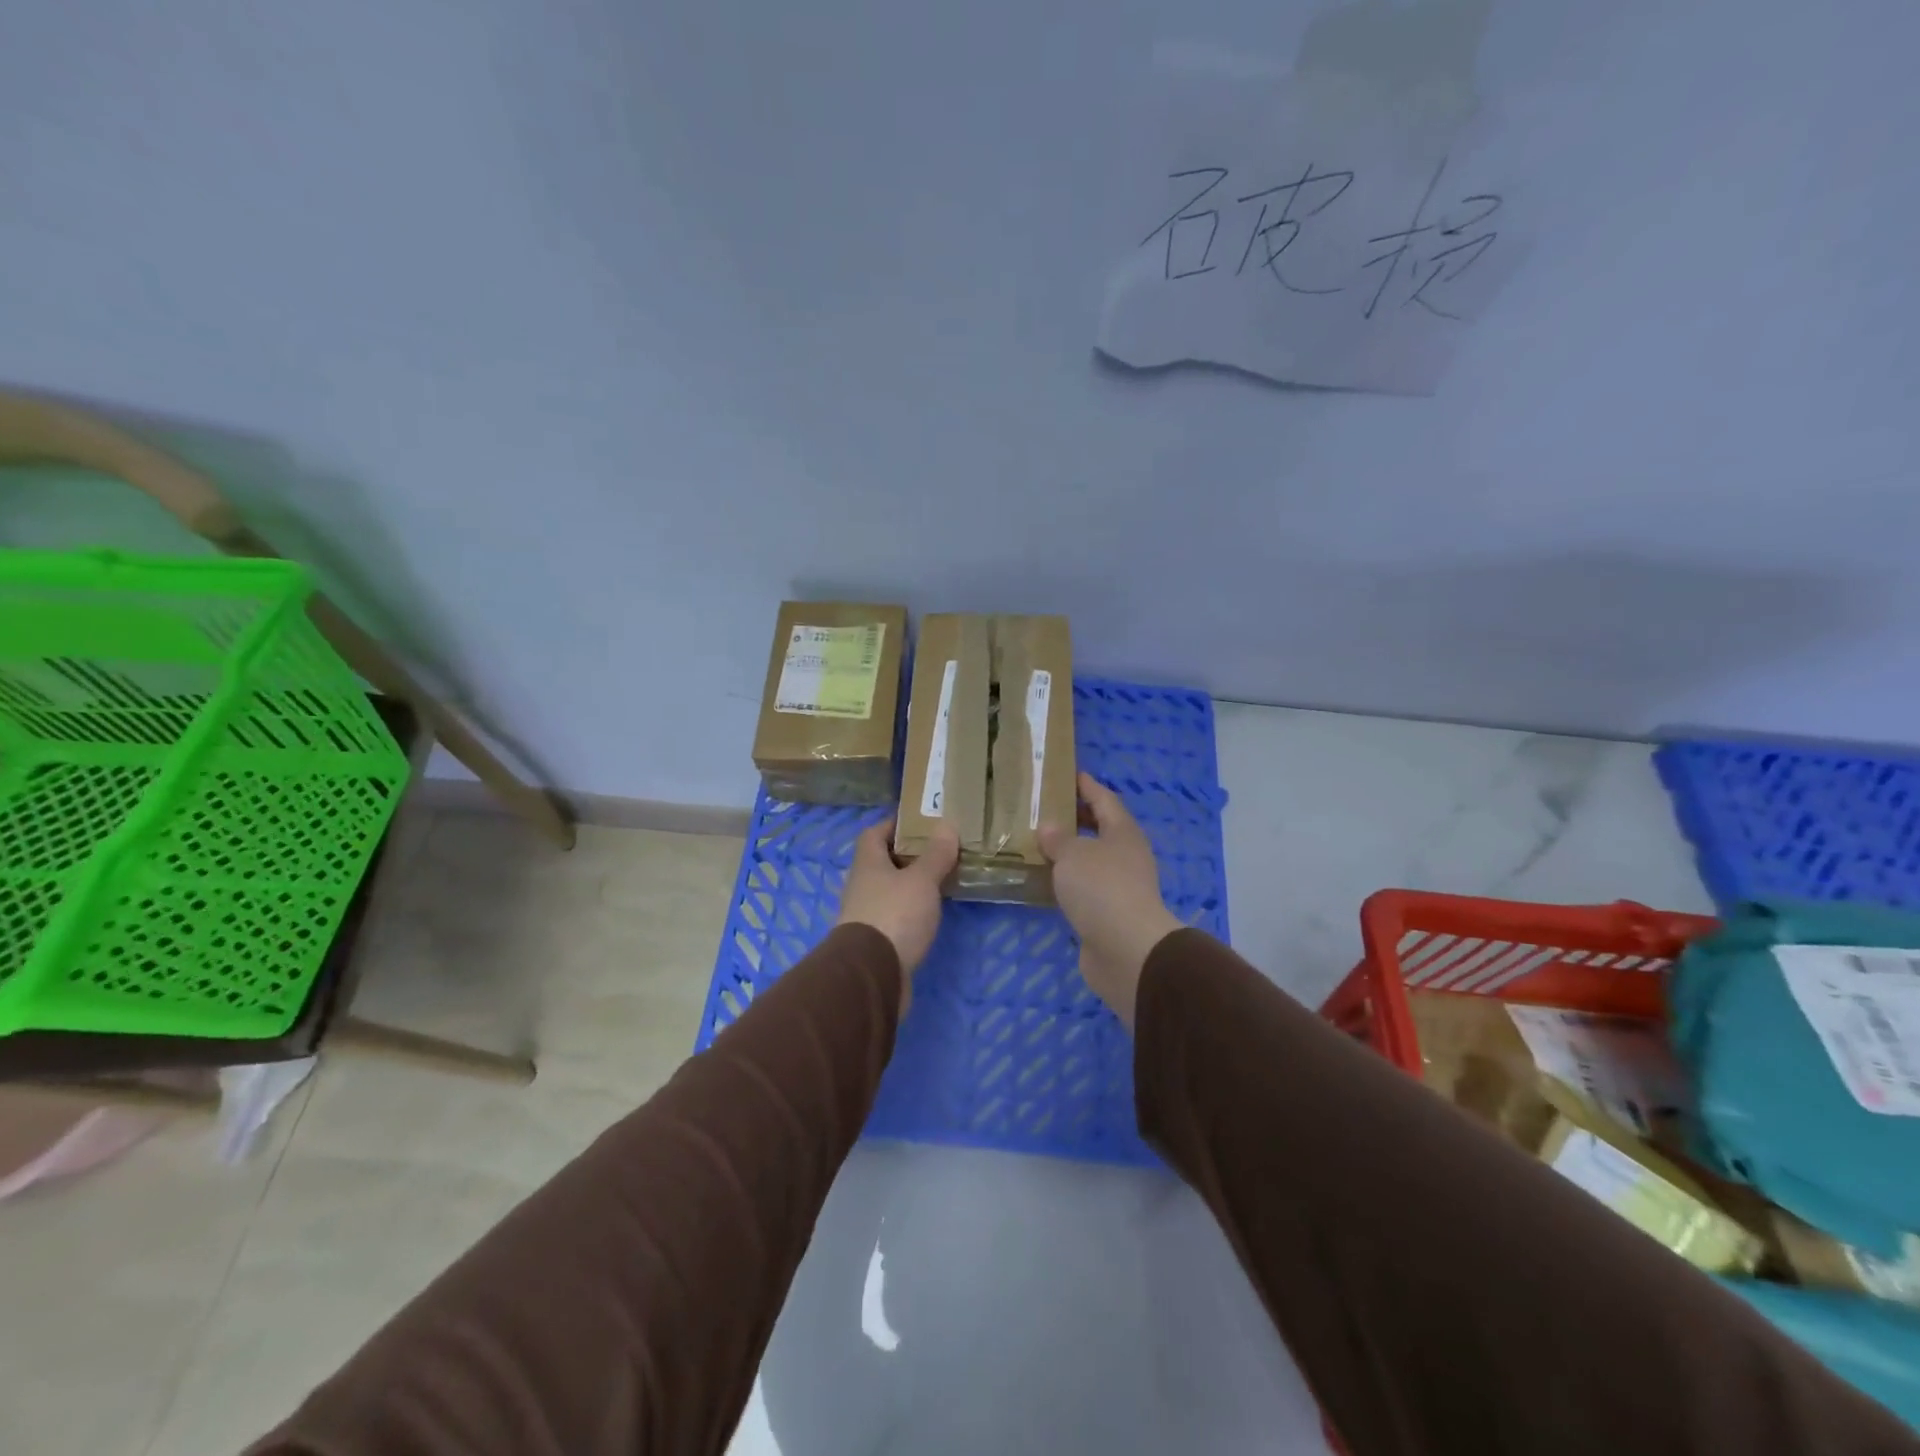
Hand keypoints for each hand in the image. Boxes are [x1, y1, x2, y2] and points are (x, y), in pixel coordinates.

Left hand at [837, 819, 959, 1000]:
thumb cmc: (894, 915)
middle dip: (908, 856)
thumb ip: (935, 855)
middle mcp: (861, 886)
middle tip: (939, 851)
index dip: (894, 825)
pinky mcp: (875, 942)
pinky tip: (930, 915)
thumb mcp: (921, 881)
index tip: (920, 822)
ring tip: (941, 882)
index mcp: (867, 864)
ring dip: (910, 886)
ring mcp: (865, 915)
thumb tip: (946, 825)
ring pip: (889, 891)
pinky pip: (895, 916)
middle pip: (882, 862)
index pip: (874, 833)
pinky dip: (910, 912)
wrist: (871, 975)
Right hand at [1039, 773, 1182, 1024]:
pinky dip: (1069, 880)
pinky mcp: (1109, 913)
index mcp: (1123, 832)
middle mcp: (1126, 855)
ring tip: (1041, 843)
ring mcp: (1120, 886)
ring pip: (1093, 860)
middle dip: (1078, 818)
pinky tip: (1047, 881)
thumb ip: (1058, 839)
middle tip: (1048, 809)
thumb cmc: (1101, 888)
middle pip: (1101, 829)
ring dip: (1071, 852)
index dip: (1087, 786)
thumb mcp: (1073, 855)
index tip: (1071, 774)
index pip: (1104, 800)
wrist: (1126, 949)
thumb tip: (1049, 827)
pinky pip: (1086, 887)